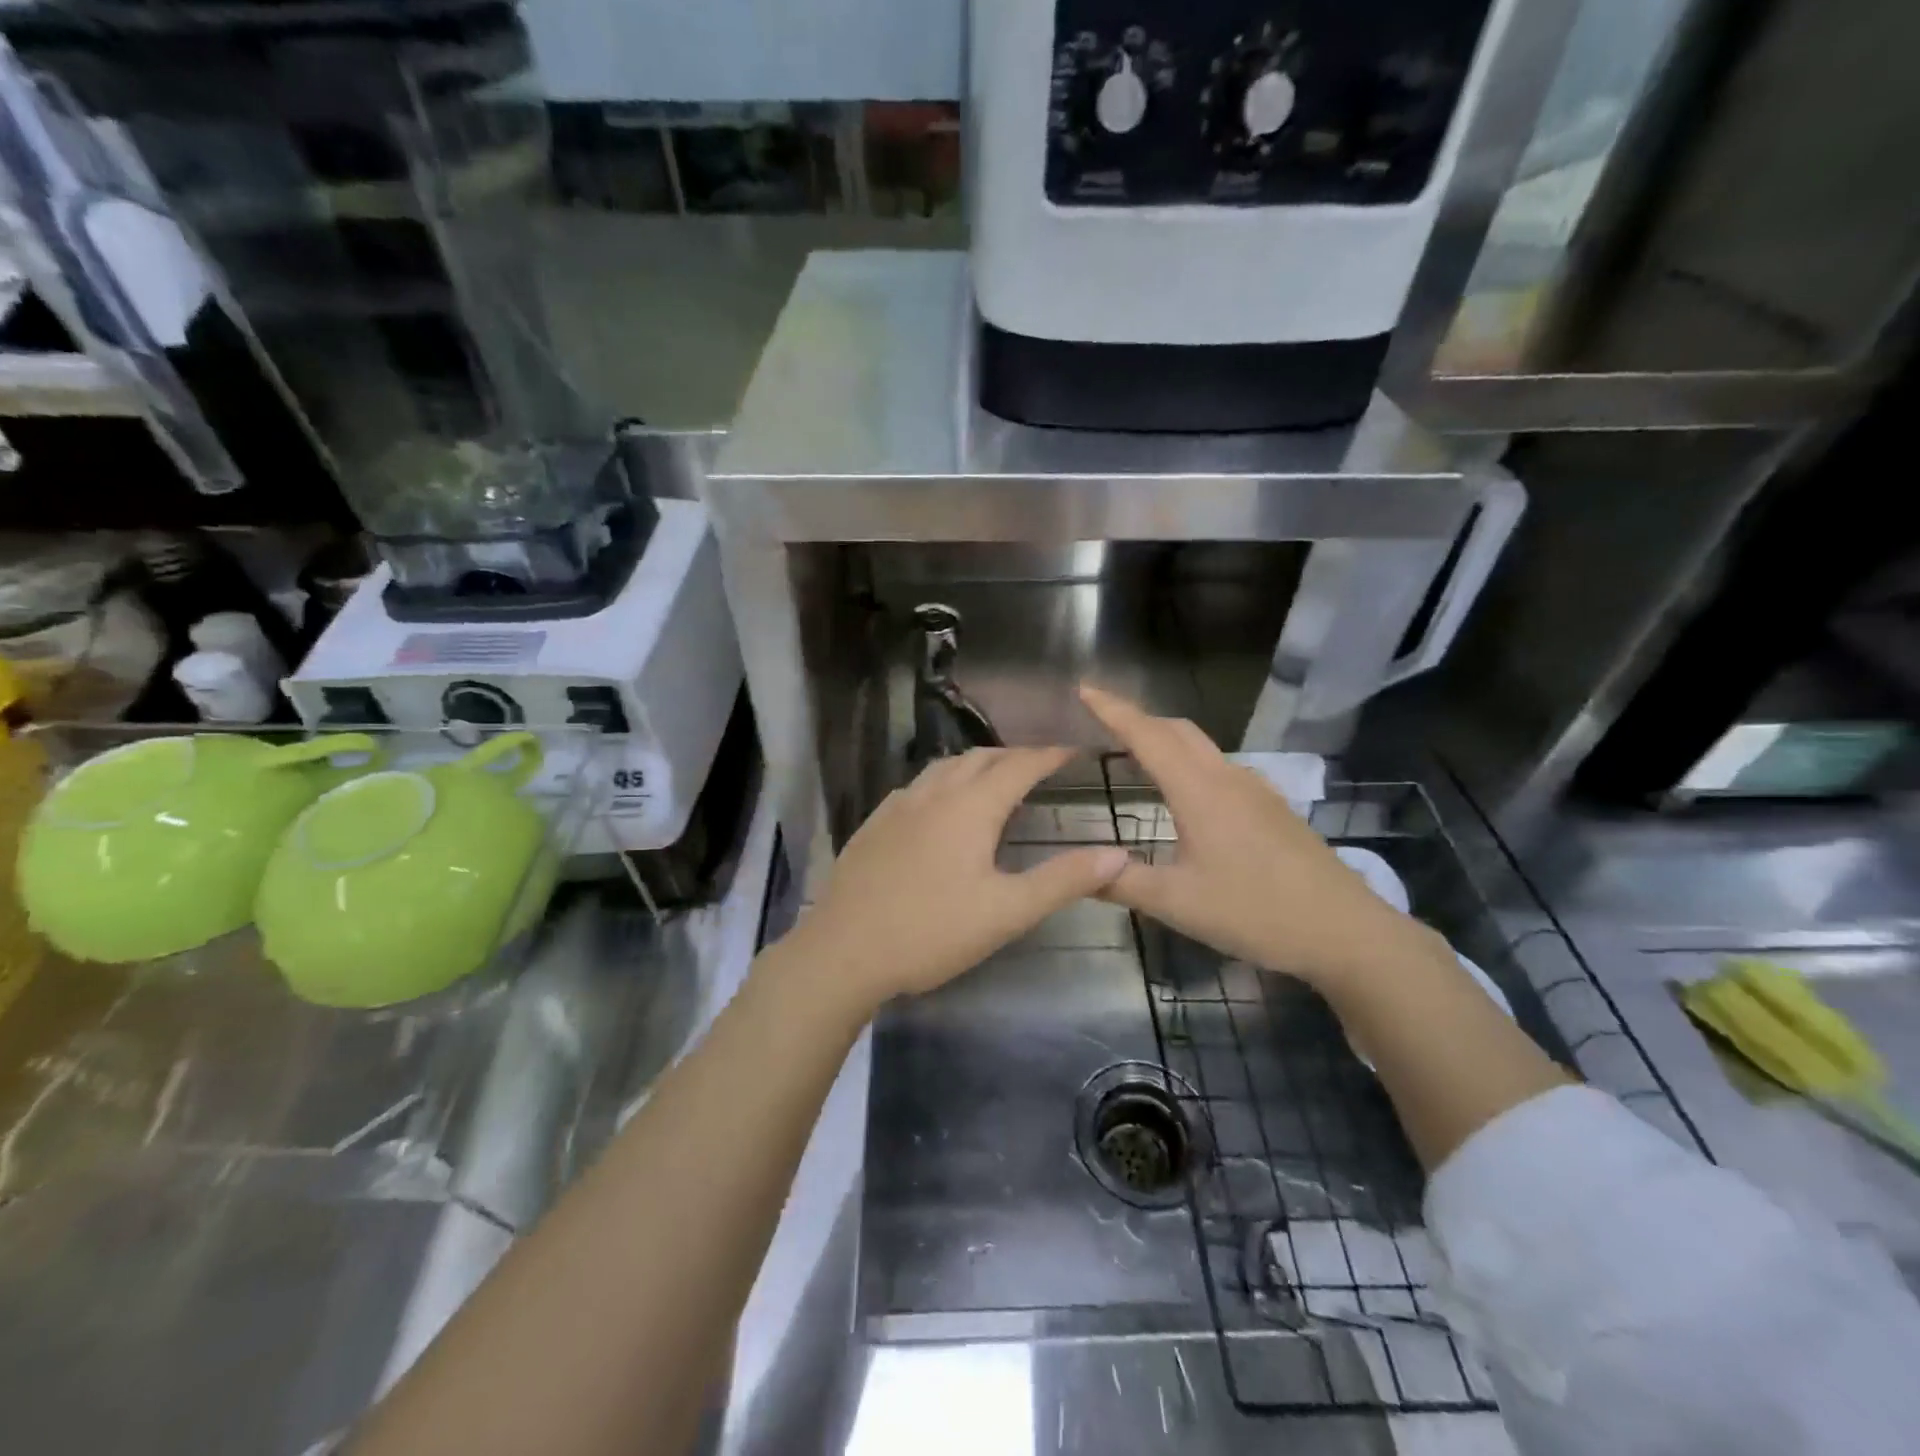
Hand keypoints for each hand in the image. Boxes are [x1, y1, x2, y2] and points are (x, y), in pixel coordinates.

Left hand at [778, 747, 1130, 1012]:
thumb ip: (1063, 880)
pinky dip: (943, 783)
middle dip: (1014, 756)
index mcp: (970, 807)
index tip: (1073, 751)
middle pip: (980, 758)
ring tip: (995, 780)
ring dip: (976, 765)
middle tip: (1039, 767)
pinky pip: (918, 787)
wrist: (843, 951)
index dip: (1049, 755)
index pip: (1019, 765)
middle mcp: (933, 794)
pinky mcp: (874, 825)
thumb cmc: (931, 931)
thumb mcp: (1007, 912)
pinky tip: (940, 808)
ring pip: (944, 768)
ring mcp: (898, 806)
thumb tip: (1118, 854)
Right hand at [1080, 685, 1434, 987]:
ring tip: (1135, 753)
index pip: (1147, 736)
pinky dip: (1190, 761)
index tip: (1084, 689)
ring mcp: (1256, 791)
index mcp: (1199, 792)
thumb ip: (1122, 883)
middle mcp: (1228, 779)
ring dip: (1165, 739)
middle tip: (1101, 721)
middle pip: (1177, 730)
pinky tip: (1186, 793)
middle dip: (1137, 718)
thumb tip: (1078, 869)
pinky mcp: (1273, 808)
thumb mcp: (1178, 904)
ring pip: (1202, 747)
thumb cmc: (1256, 913)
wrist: (1346, 932)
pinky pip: (1220, 767)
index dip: (1113, 710)